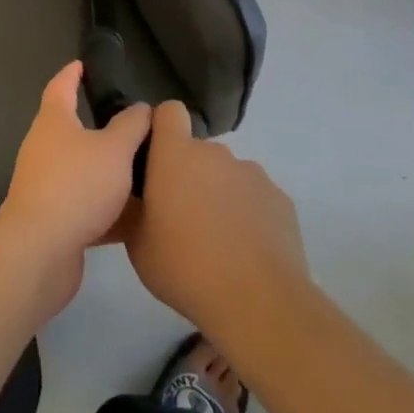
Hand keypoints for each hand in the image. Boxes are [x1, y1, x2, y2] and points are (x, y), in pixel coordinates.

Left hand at [0, 62, 150, 303]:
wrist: (40, 252)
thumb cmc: (77, 185)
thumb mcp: (115, 149)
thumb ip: (132, 126)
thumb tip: (141, 108)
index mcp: (54, 122)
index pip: (61, 86)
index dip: (73, 73)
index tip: (84, 64)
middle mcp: (44, 148)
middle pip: (72, 129)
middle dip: (99, 126)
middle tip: (132, 123)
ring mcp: (45, 185)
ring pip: (82, 170)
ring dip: (107, 170)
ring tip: (143, 169)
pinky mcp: (53, 220)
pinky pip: (86, 205)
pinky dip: (109, 208)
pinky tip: (137, 217)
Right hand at [123, 101, 307, 340]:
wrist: (257, 300)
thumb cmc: (185, 266)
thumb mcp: (137, 244)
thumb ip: (133, 209)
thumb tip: (134, 198)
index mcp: (176, 154)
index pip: (169, 112)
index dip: (162, 128)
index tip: (155, 157)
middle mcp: (215, 153)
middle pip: (198, 151)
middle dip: (189, 174)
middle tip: (180, 216)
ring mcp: (251, 173)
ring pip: (227, 175)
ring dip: (218, 194)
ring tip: (216, 240)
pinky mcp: (280, 198)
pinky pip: (254, 197)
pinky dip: (247, 214)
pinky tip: (245, 251)